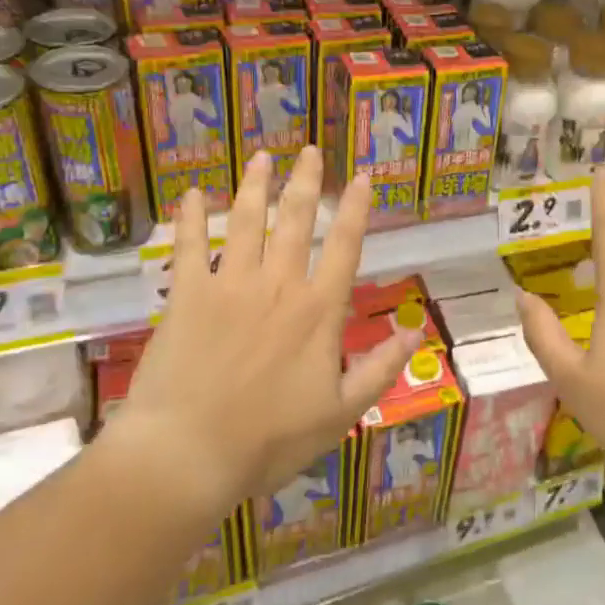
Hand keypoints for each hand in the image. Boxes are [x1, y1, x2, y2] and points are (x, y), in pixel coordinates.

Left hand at [116, 146, 420, 516]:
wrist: (188, 454)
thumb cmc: (270, 439)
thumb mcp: (341, 412)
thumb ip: (380, 368)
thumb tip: (418, 333)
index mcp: (318, 310)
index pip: (344, 246)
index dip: (355, 209)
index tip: (360, 177)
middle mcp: (278, 285)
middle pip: (295, 221)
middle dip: (305, 182)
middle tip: (310, 150)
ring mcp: (229, 286)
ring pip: (246, 223)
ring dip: (255, 187)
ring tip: (262, 157)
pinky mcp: (186, 297)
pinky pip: (189, 247)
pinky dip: (192, 219)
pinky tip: (193, 195)